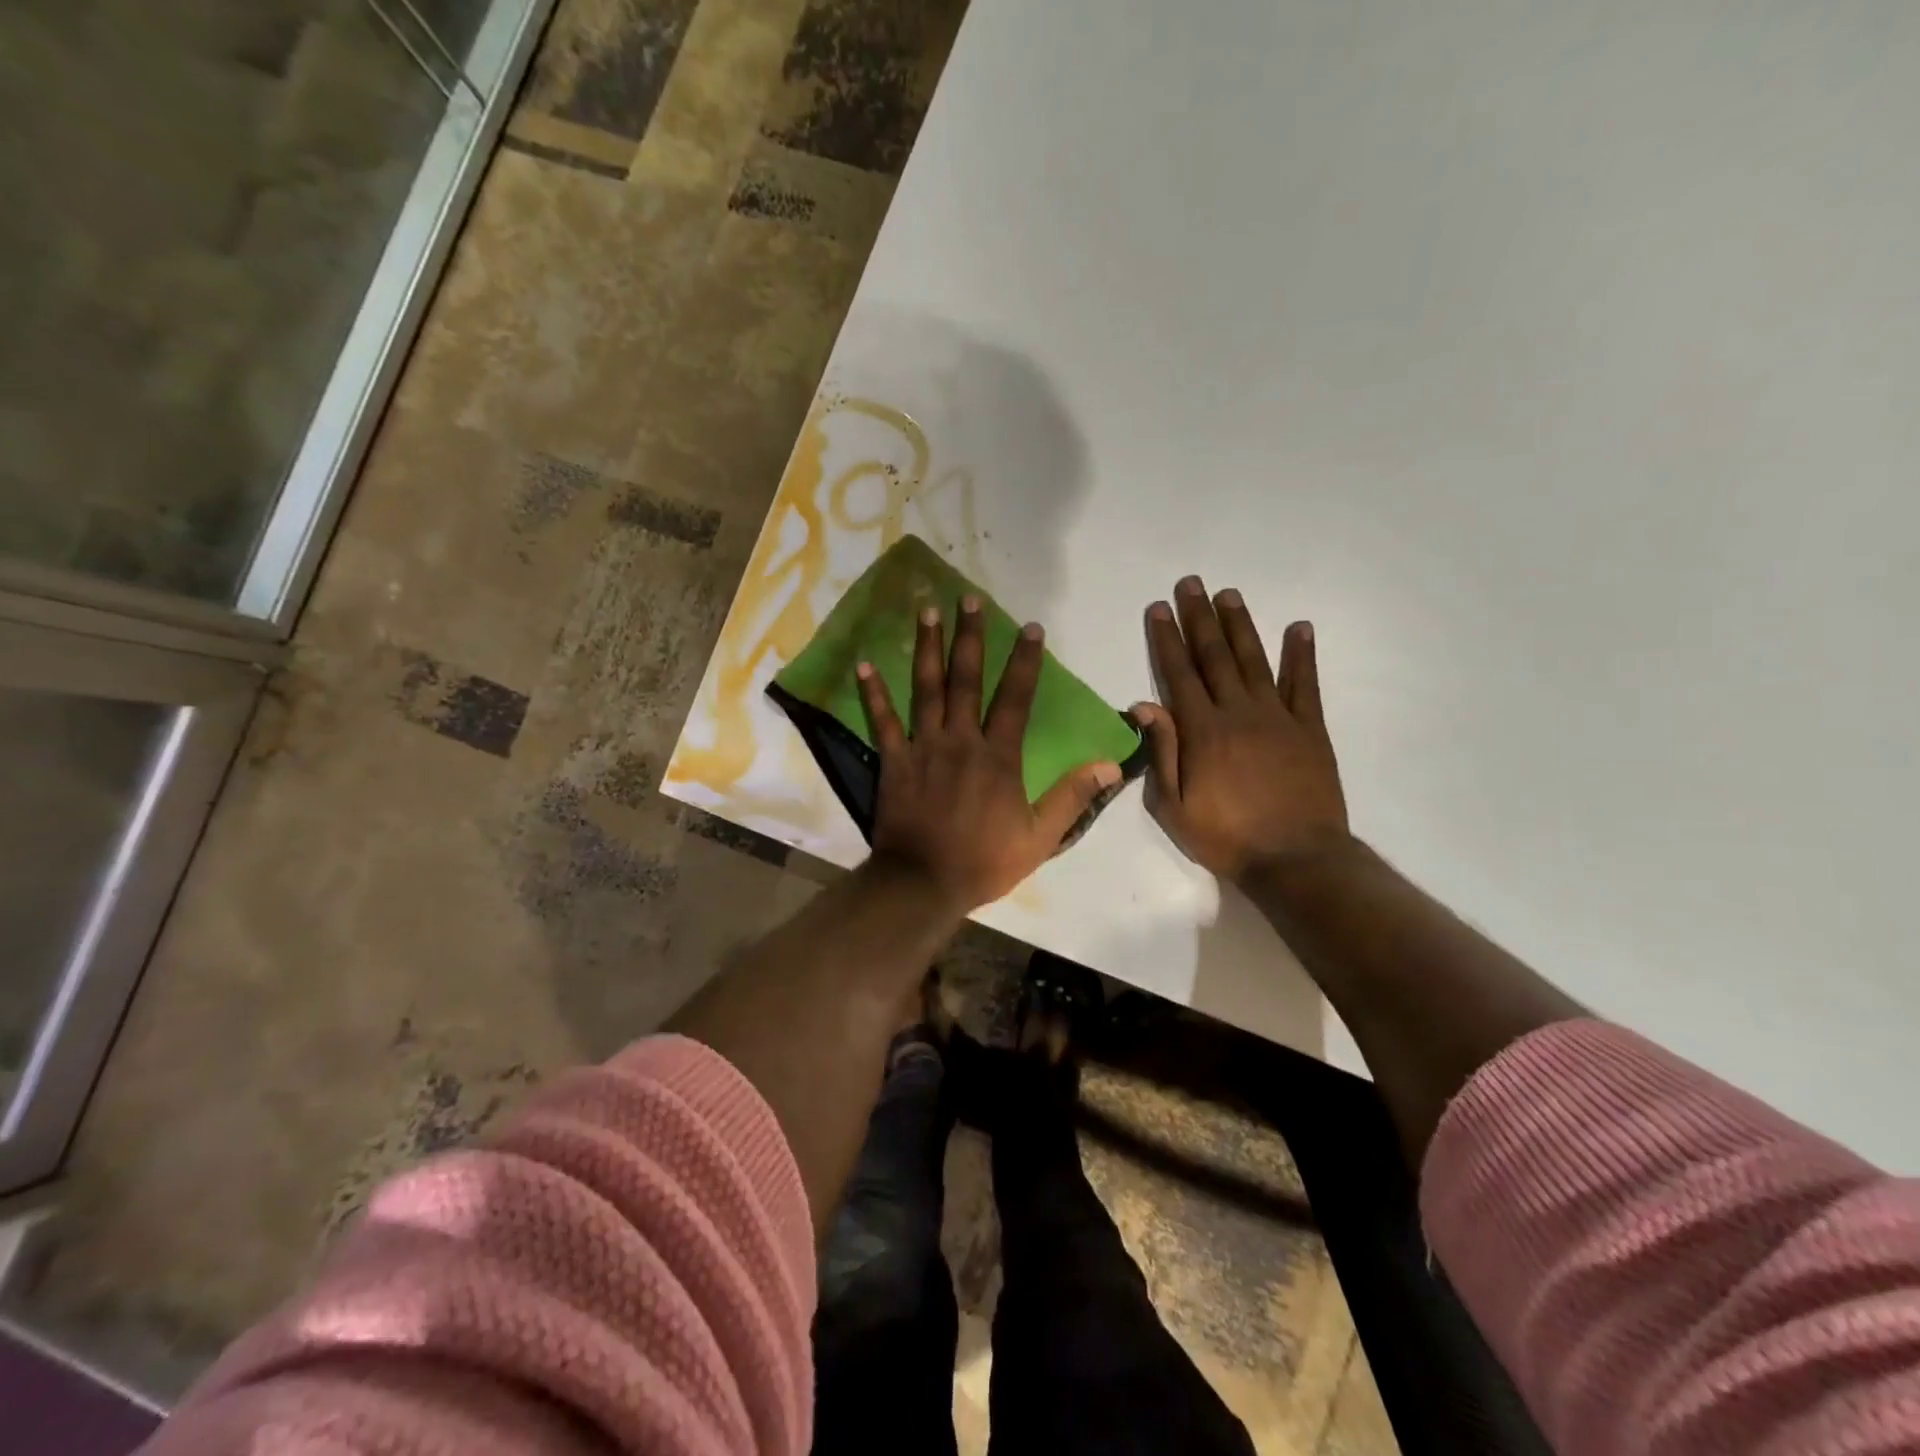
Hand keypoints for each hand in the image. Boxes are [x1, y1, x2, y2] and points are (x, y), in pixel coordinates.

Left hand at [858, 596, 1122, 912]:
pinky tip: (865, 663)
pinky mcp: (893, 760)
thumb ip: (1073, 797)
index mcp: (998, 756)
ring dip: (927, 648)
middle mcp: (960, 740)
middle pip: (966, 679)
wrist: (923, 883)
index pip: (1016, 698)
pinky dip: (873, 693)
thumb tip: (1111, 763)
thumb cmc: (983, 861)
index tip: (1032, 628)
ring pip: (926, 688)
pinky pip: (882, 721)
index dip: (1025, 661)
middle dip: (969, 636)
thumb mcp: (1040, 837)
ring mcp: (923, 747)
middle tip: (968, 599)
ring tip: (927, 611)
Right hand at [1133, 576, 1348, 883]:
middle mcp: (1238, 712)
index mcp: (1202, 731)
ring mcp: (1278, 717)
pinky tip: (1299, 628)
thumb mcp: (1174, 806)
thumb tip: (1143, 704)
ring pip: (1254, 661)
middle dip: (1199, 618)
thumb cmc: (1226, 837)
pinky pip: (1305, 684)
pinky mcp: (1310, 728)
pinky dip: (1302, 654)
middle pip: (1214, 657)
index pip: (1179, 674)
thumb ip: (1161, 752)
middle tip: (1190, 584)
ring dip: (1240, 626)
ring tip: (1228, 594)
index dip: (1167, 639)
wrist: (1296, 859)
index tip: (1158, 608)